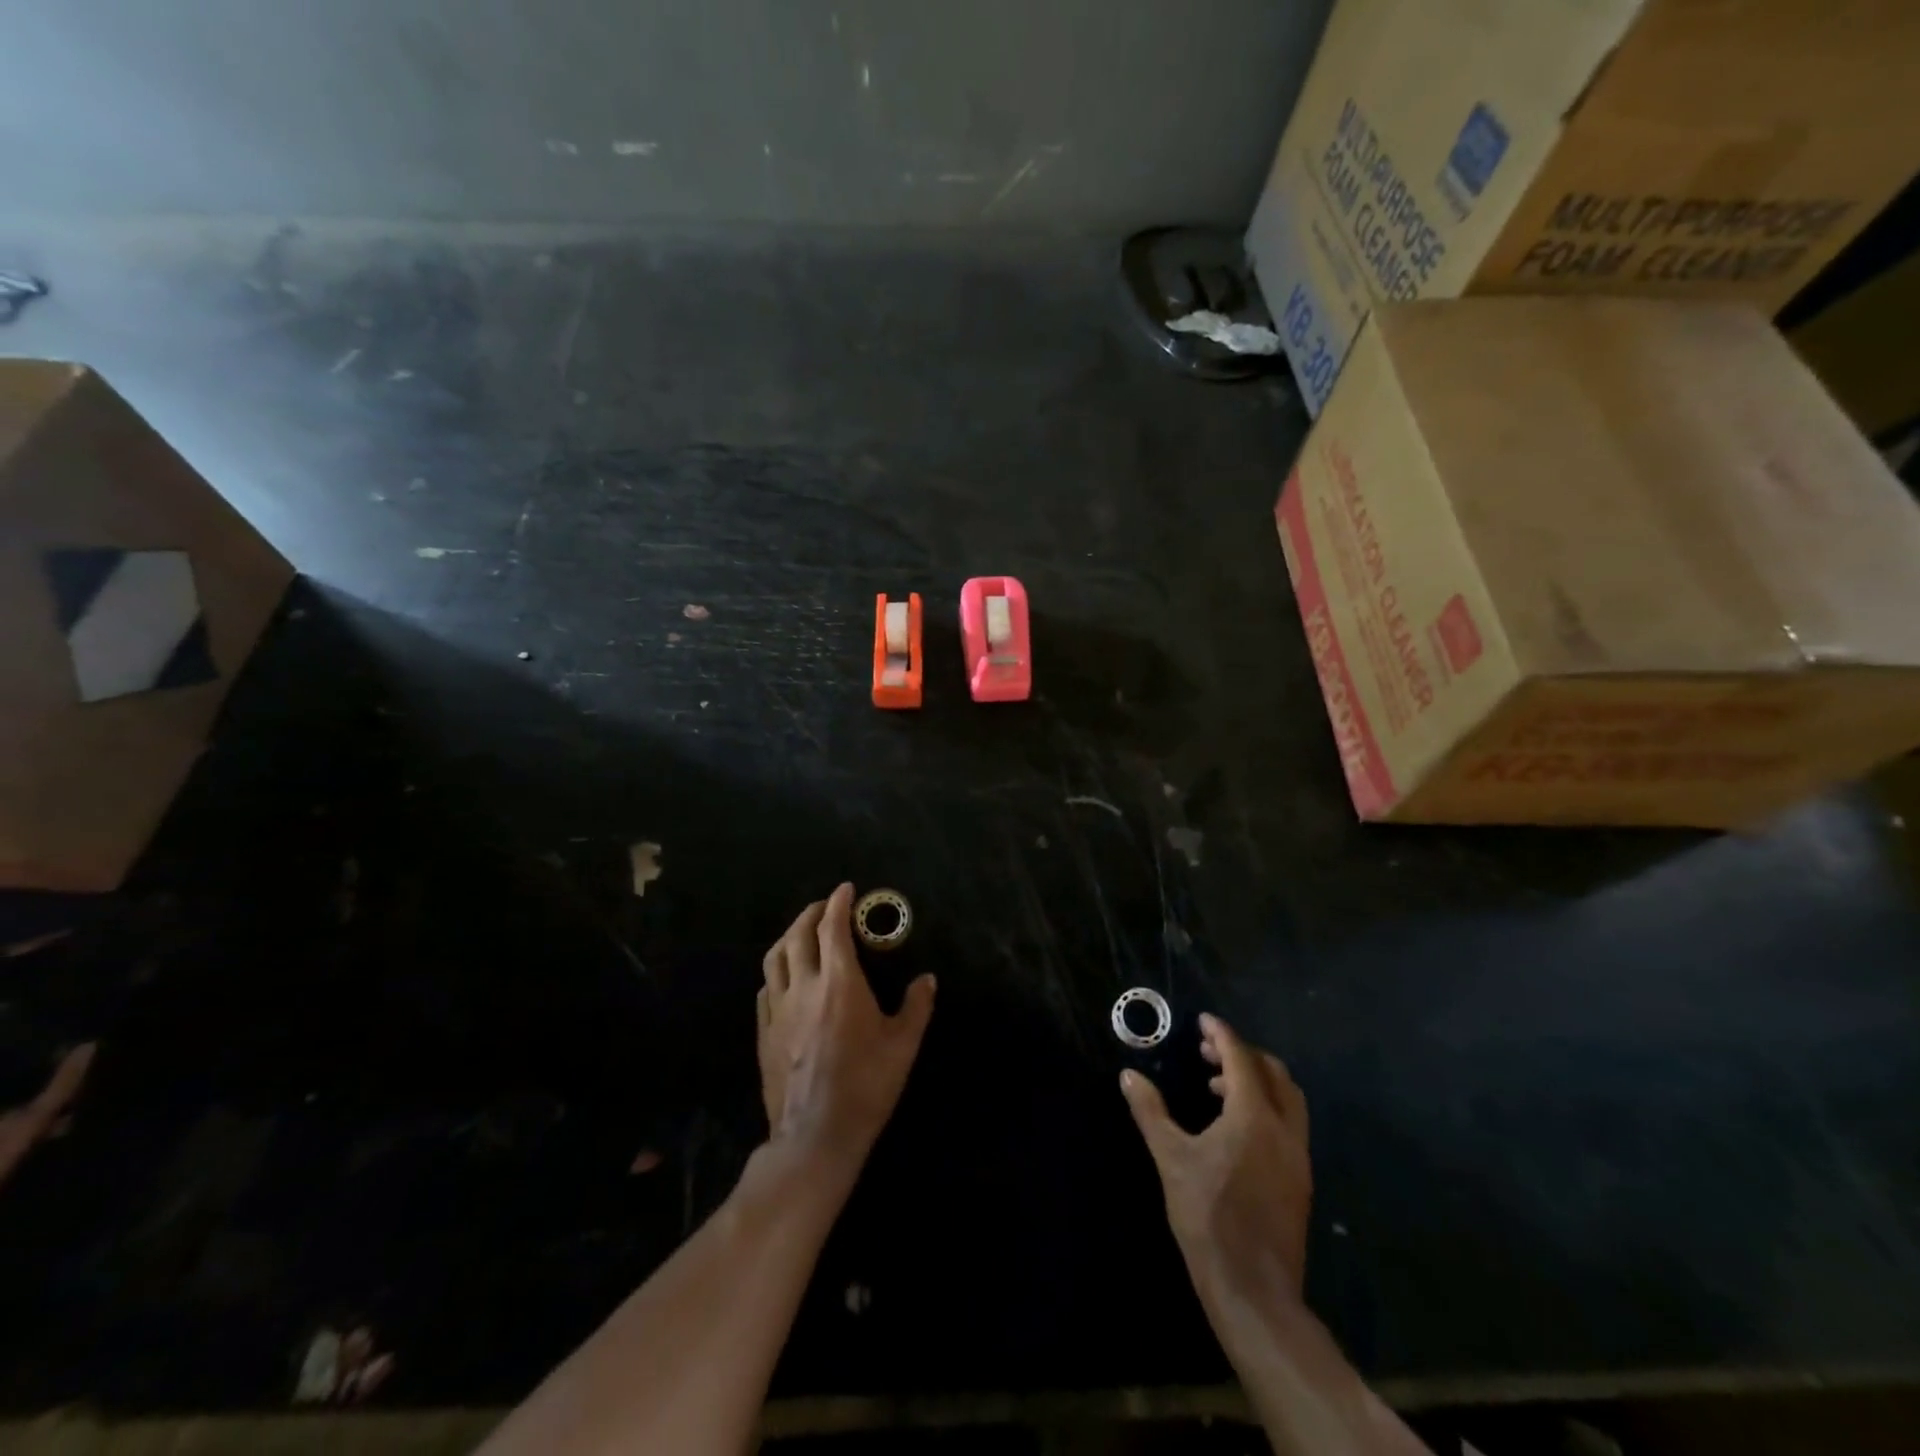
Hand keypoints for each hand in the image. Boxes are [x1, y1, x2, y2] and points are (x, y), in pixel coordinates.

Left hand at [757, 884, 935, 1172]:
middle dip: (812, 913)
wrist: (815, 1134)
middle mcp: (804, 986)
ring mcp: (779, 1009)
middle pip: (799, 934)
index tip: (846, 890)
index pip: (833, 928)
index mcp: (839, 982)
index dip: (839, 903)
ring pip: (775, 957)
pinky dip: (776, 970)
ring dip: (789, 936)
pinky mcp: (764, 1032)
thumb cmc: (866, 1086)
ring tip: (802, 932)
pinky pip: (766, 988)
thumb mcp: (903, 1045)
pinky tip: (785, 977)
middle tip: (826, 907)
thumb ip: (916, 1006)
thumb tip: (927, 979)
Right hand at [1121, 1014, 1310, 1305]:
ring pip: (1287, 1099)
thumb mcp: (1170, 1159)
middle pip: (1273, 1073)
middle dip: (1242, 1054)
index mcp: (1253, 1116)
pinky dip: (1266, 1107)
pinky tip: (1235, 1127)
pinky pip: (1289, 1124)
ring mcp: (1297, 1156)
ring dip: (1257, 1080)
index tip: (1203, 1020)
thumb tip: (1128, 1076)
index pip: (1241, 1058)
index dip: (1221, 1034)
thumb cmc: (1208, 1217)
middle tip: (1208, 1052)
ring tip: (1217, 1086)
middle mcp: (1284, 1129)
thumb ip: (1150, 1112)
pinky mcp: (1300, 1180)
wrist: (1254, 1290)